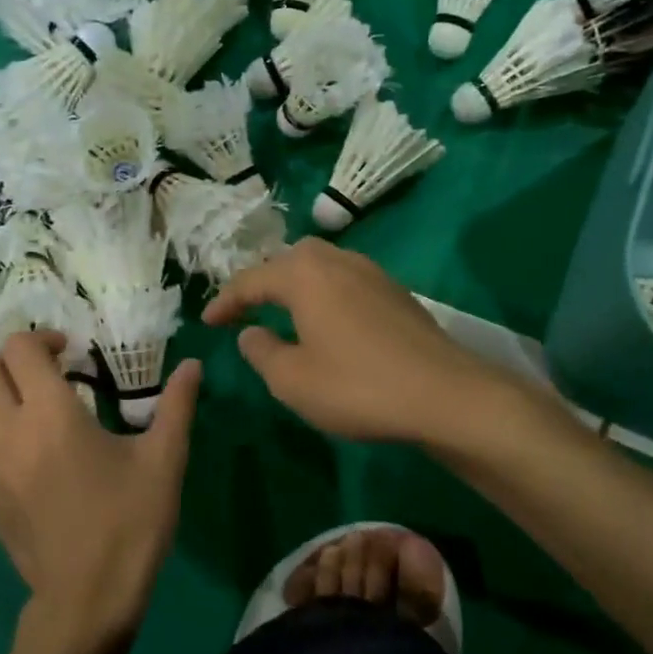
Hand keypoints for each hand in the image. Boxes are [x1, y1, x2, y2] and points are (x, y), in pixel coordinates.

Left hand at [0, 331, 202, 648]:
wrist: (87, 597)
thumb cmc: (130, 522)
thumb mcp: (164, 460)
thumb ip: (177, 405)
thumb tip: (193, 364)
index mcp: (50, 414)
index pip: (20, 349)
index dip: (44, 339)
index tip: (72, 353)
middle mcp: (6, 430)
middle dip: (16, 360)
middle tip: (50, 374)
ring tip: (31, 405)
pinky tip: (21, 445)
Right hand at [201, 238, 505, 445]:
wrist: (445, 394)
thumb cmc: (358, 386)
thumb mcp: (293, 380)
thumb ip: (262, 352)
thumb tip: (250, 333)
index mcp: (305, 276)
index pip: (252, 280)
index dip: (226, 301)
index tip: (207, 321)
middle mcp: (338, 262)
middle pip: (290, 259)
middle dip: (264, 280)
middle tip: (247, 308)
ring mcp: (373, 273)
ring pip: (322, 265)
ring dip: (296, 283)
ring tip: (284, 311)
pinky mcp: (397, 292)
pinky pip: (347, 280)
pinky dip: (325, 292)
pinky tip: (329, 321)